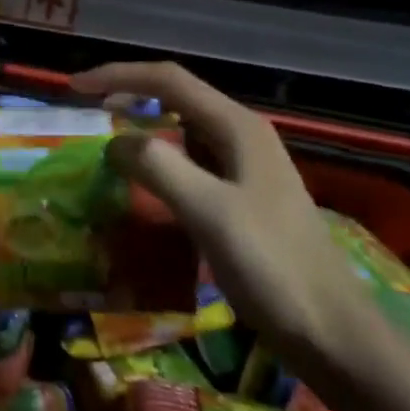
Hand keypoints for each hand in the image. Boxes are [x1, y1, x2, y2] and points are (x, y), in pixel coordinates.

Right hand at [72, 60, 378, 379]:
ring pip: (183, 131)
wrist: (334, 335)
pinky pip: (191, 163)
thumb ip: (158, 166)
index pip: (167, 80)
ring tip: (108, 145)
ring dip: (144, 130)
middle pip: (175, 98)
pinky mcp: (244, 197)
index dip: (118, 75)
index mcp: (237, 126)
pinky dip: (160, 162)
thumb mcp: (208, 211)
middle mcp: (242, 136)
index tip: (75, 87)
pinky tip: (144, 185)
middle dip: (129, 97)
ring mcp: (245, 167)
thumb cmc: (273, 266)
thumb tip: (114, 142)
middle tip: (87, 113)